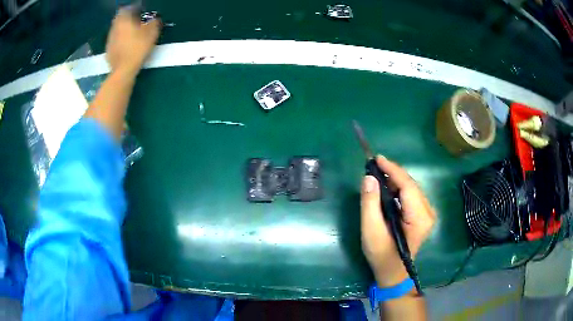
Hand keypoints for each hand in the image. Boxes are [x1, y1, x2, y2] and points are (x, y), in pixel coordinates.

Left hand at [105, 8, 160, 76]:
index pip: (126, 9)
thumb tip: (155, 19)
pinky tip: (126, 47)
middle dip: (126, 20)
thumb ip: (153, 23)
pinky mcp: (108, 52)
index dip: (132, 9)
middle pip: (119, 20)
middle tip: (135, 23)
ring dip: (123, 31)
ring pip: (116, 31)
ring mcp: (109, 41)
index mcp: (124, 21)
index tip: (139, 12)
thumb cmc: (138, 48)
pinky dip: (119, 42)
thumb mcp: (151, 33)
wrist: (124, 71)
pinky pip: (114, 42)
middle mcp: (114, 28)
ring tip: (131, 35)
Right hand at [361, 156, 435, 287]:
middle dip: (393, 173)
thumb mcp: (371, 231)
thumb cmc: (381, 255)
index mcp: (419, 218)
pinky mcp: (423, 215)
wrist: (393, 272)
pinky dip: (398, 188)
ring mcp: (428, 213)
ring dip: (395, 180)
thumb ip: (370, 204)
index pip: (408, 186)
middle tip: (373, 166)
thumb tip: (369, 178)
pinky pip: (411, 195)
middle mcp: (428, 212)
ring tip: (377, 175)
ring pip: (411, 188)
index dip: (393, 170)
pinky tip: (386, 187)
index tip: (377, 158)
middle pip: (411, 185)